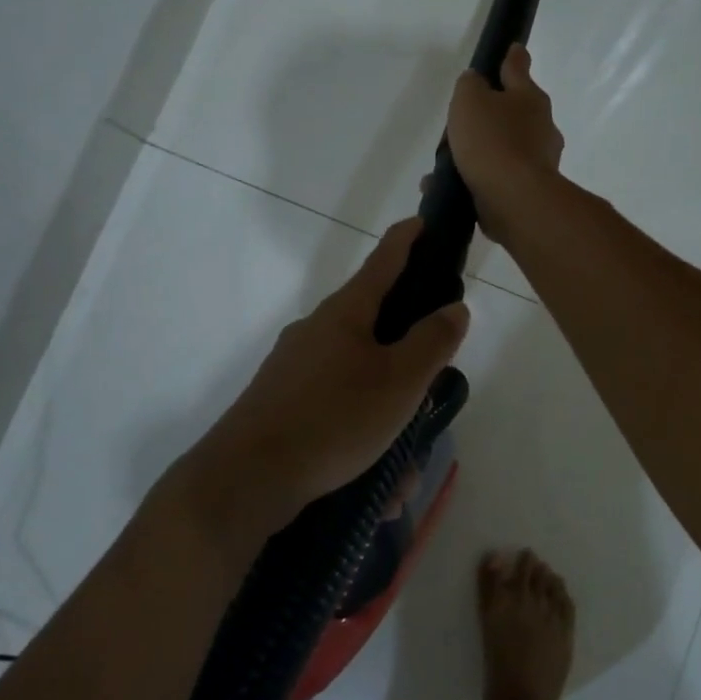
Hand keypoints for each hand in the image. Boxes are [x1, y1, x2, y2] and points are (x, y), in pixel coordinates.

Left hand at [191, 219, 469, 536]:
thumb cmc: (333, 419)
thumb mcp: (399, 382)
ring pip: (358, 375)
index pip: (384, 260)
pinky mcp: (283, 401)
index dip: (408, 238)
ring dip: (386, 409)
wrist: (246, 478)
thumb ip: (432, 342)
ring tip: (402, 461)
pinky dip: (361, 432)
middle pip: (374, 321)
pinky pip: (336, 406)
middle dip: (407, 349)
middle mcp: (317, 329)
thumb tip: (454, 307)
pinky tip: (373, 479)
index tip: (424, 221)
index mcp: (345, 312)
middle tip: (431, 380)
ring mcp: (295, 366)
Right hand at [447, 44, 564, 246]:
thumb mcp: (470, 101)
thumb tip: (475, 82)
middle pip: (512, 113)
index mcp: (529, 98)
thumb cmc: (492, 141)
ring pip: (502, 148)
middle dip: (490, 115)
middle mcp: (540, 127)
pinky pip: (496, 178)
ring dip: (477, 152)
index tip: (514, 48)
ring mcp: (537, 161)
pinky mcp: (527, 190)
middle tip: (462, 121)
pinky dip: (475, 178)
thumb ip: (470, 85)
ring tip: (445, 163)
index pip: (518, 69)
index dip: (512, 58)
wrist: (515, 199)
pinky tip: (448, 186)